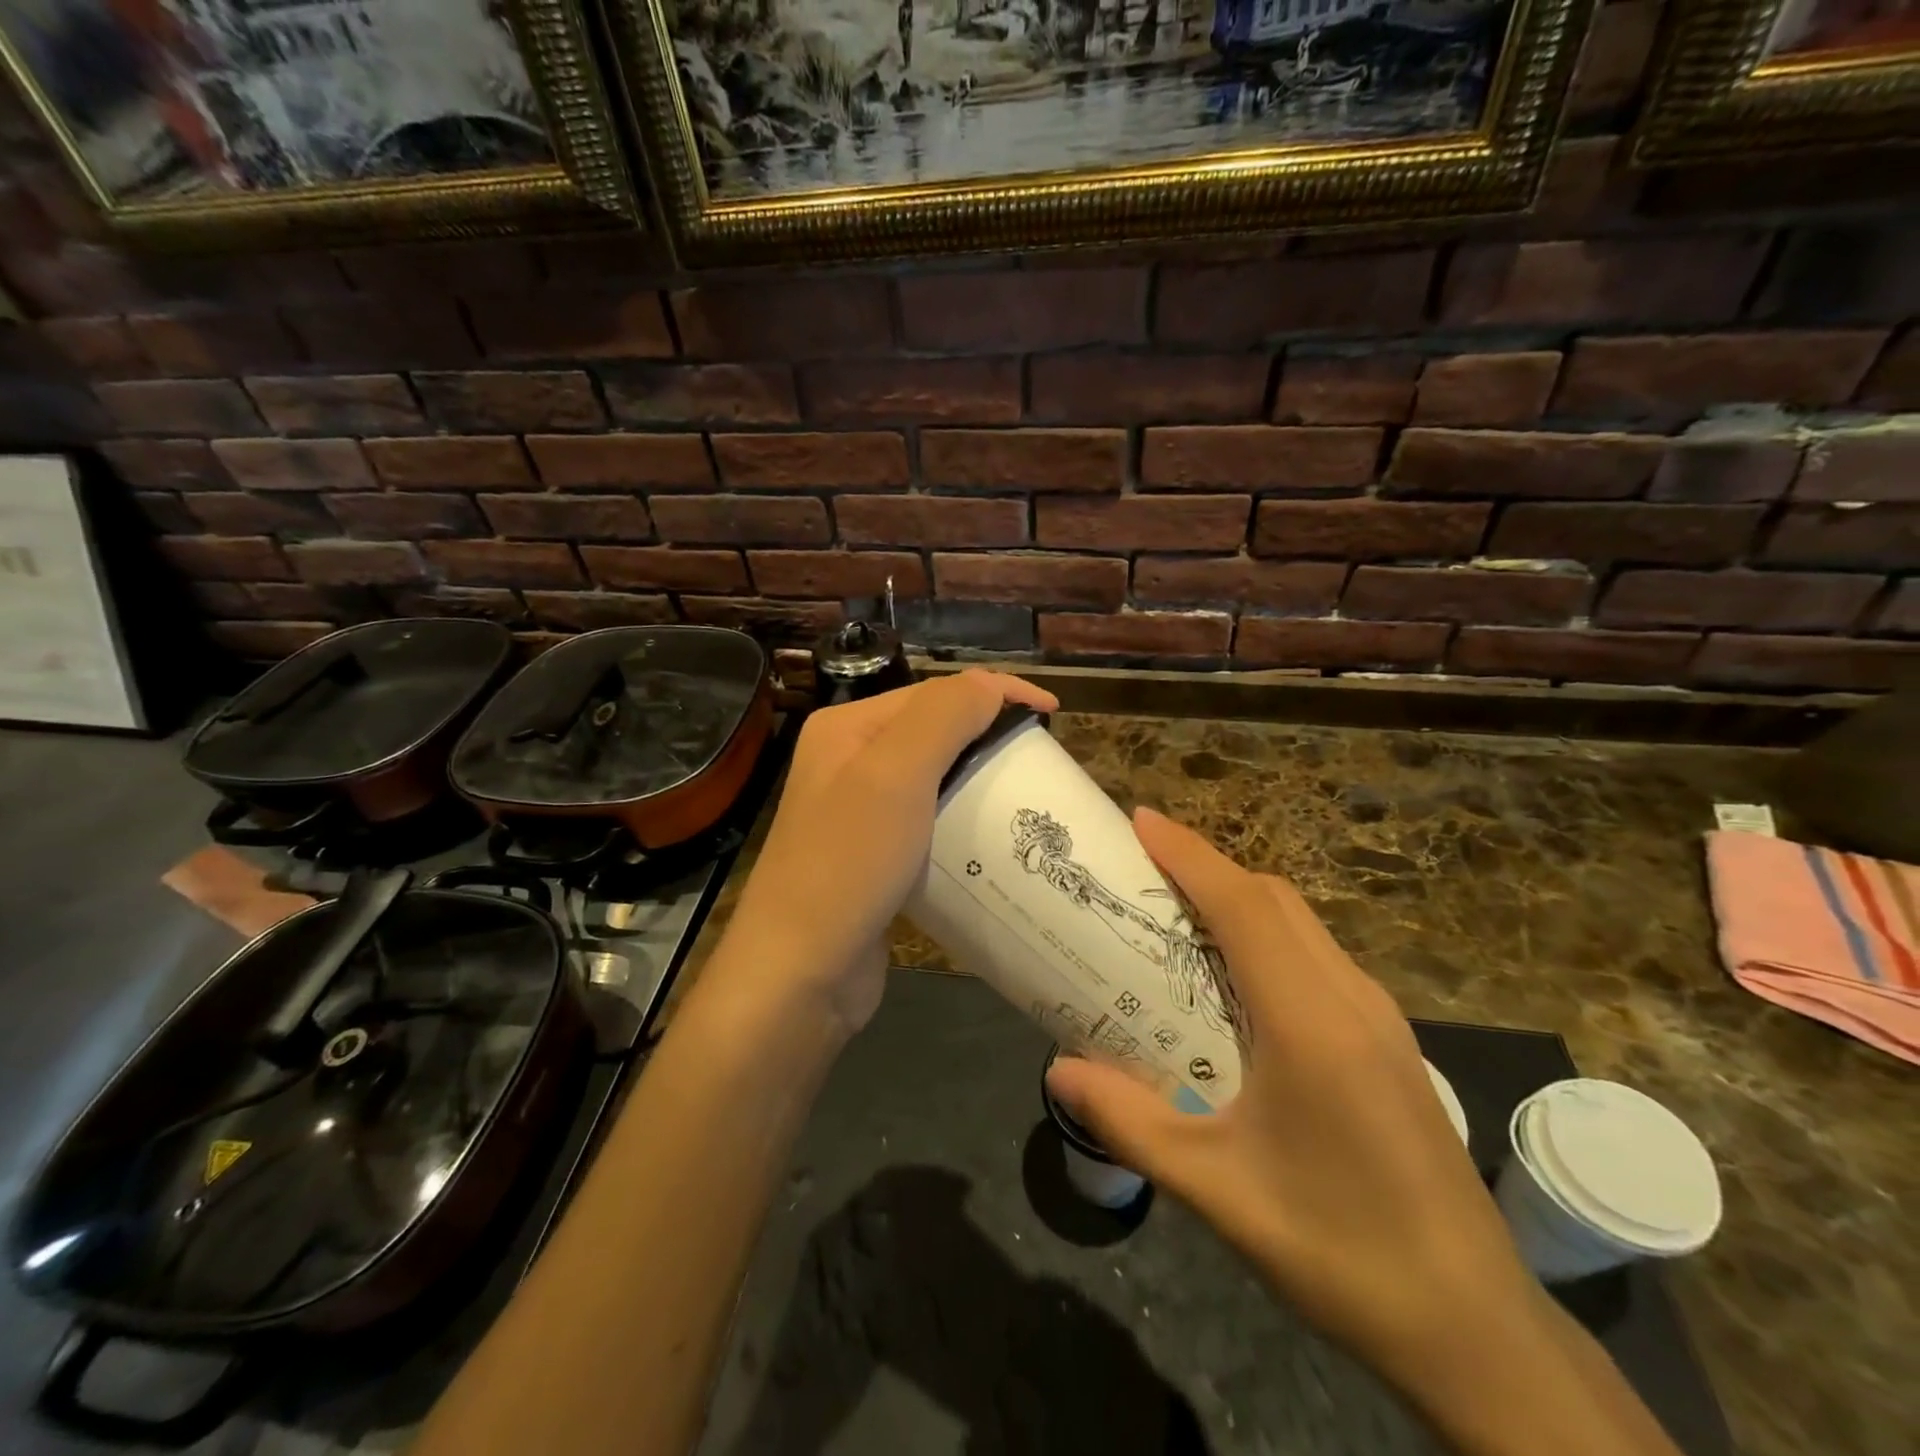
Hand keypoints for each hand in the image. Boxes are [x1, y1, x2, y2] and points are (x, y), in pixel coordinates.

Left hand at [719, 670, 1056, 1036]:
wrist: (801, 973)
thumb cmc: (848, 863)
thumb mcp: (896, 775)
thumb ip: (944, 716)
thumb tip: (992, 685)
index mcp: (848, 728)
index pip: (934, 692)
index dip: (996, 693)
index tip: (1054, 716)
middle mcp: (849, 760)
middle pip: (934, 731)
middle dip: (989, 735)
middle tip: (1040, 760)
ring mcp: (859, 811)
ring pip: (934, 778)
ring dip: (979, 779)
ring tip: (1024, 796)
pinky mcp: (874, 855)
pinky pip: (928, 821)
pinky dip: (962, 820)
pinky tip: (989, 838)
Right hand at [1045, 808, 1538, 1408]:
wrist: (1474, 1329)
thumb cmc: (1338, 1249)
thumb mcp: (1216, 1190)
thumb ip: (1130, 1123)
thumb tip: (1059, 1070)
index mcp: (1309, 1022)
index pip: (1242, 905)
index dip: (1189, 853)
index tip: (1139, 821)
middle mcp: (1350, 999)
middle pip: (1274, 899)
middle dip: (1208, 866)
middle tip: (1142, 869)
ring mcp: (1378, 1018)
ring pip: (1301, 923)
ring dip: (1239, 899)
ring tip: (1178, 913)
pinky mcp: (1388, 1040)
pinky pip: (1317, 956)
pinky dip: (1267, 934)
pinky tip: (1236, 979)